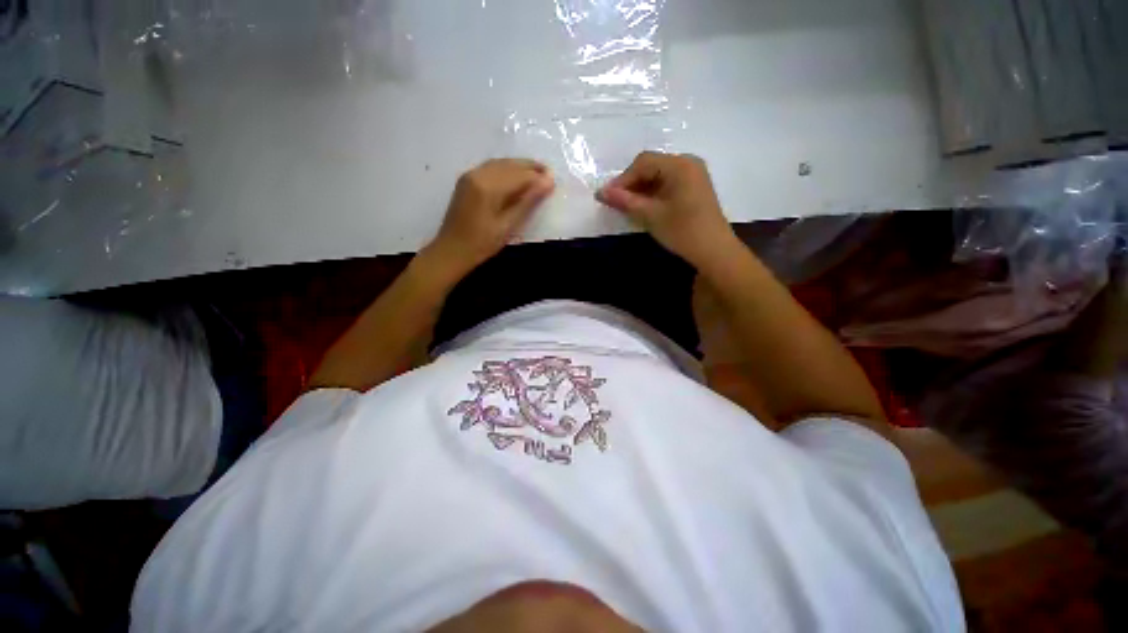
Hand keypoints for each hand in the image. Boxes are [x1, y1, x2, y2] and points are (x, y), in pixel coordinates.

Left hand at [428, 158, 554, 274]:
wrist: (451, 250)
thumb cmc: (482, 244)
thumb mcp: (508, 225)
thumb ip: (528, 201)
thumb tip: (548, 182)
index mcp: (488, 186)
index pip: (520, 175)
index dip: (538, 177)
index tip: (554, 181)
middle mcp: (478, 174)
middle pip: (510, 164)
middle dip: (530, 168)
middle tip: (548, 174)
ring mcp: (470, 175)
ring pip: (500, 163)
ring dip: (519, 167)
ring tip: (536, 174)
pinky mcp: (466, 180)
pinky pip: (491, 168)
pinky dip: (506, 169)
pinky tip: (515, 177)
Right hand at [596, 152, 735, 264]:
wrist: (714, 251)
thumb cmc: (682, 231)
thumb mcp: (651, 215)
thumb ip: (625, 201)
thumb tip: (600, 192)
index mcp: (679, 165)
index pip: (643, 163)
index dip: (622, 179)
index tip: (607, 197)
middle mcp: (688, 163)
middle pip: (651, 166)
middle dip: (631, 184)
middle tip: (616, 203)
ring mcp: (693, 175)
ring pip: (658, 175)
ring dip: (641, 189)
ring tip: (627, 207)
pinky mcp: (694, 188)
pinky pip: (667, 184)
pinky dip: (653, 194)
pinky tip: (644, 207)